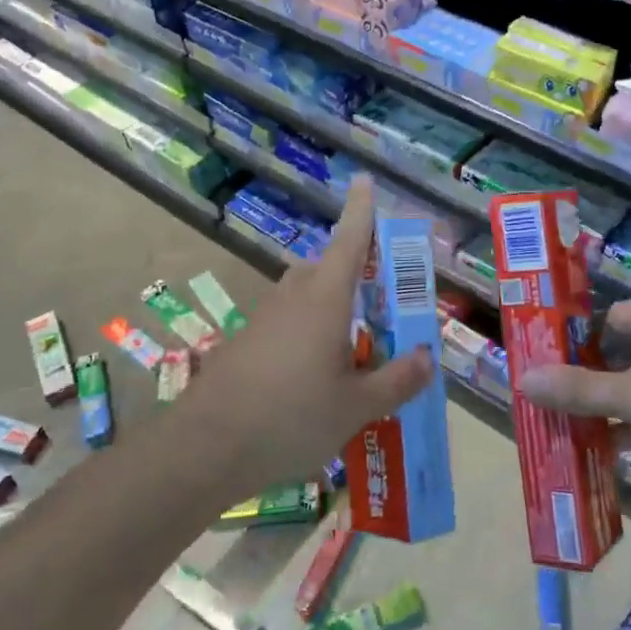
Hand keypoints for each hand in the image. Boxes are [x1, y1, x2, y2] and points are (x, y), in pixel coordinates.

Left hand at [171, 176, 432, 499]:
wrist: (204, 449)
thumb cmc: (290, 417)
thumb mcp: (356, 407)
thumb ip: (396, 381)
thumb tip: (426, 357)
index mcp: (325, 300)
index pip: (350, 241)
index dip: (361, 210)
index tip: (364, 180)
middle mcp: (293, 299)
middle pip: (324, 267)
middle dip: (351, 271)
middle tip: (377, 298)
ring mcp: (263, 320)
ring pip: (302, 297)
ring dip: (328, 307)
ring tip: (352, 347)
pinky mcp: (244, 345)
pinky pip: (285, 324)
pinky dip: (306, 334)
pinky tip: (313, 378)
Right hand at [522, 298, 630, 459]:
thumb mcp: (629, 396)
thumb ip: (576, 390)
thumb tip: (522, 379)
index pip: (608, 317)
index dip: (578, 341)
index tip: (551, 367)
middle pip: (623, 350)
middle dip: (592, 377)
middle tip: (557, 400)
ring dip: (614, 403)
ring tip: (576, 427)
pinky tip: (615, 446)